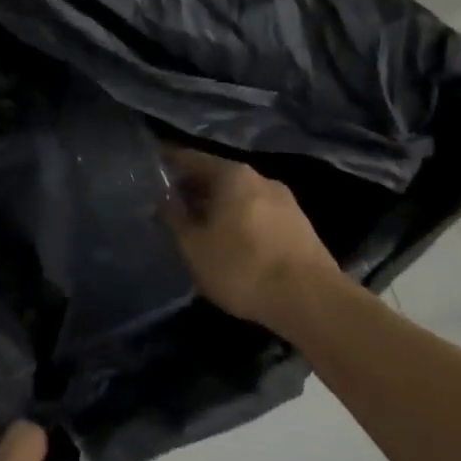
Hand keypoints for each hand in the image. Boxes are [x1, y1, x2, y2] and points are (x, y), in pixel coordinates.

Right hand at [160, 145, 342, 331]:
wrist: (311, 301)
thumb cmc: (243, 267)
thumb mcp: (194, 246)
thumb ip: (175, 218)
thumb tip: (165, 199)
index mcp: (232, 175)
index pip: (191, 159)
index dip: (168, 165)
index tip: (149, 174)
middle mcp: (260, 178)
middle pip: (217, 176)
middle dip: (192, 189)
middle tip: (167, 205)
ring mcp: (285, 201)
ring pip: (238, 196)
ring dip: (216, 207)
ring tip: (195, 226)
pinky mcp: (299, 226)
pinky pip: (257, 213)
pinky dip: (237, 220)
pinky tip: (227, 241)